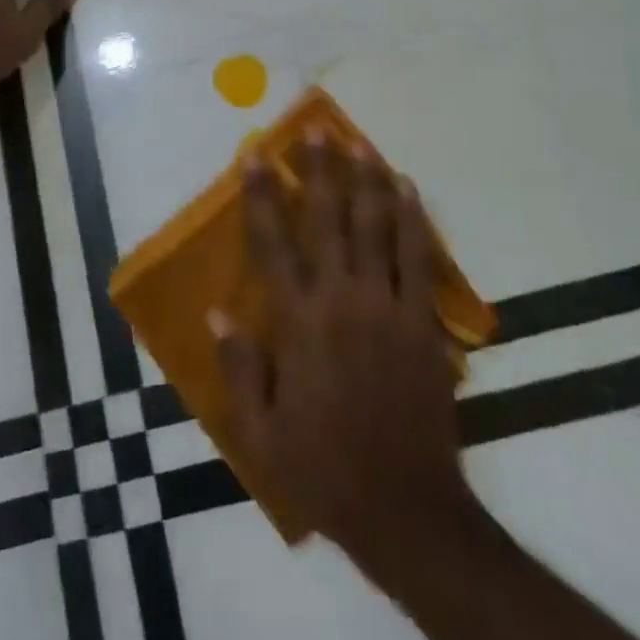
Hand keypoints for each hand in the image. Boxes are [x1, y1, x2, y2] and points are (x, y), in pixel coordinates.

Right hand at [214, 138, 477, 567]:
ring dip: (367, 181)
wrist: (407, 511)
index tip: (255, 157)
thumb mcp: (260, 433)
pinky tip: (408, 189)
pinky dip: (413, 219)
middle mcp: (342, 301)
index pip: (273, 243)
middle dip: (319, 170)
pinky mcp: (422, 323)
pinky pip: (418, 258)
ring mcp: (388, 308)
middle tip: (314, 129)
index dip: (262, 196)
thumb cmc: (323, 470)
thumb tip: (216, 309)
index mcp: (298, 323)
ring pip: (377, 228)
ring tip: (359, 143)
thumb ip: (238, 366)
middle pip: (329, 220)